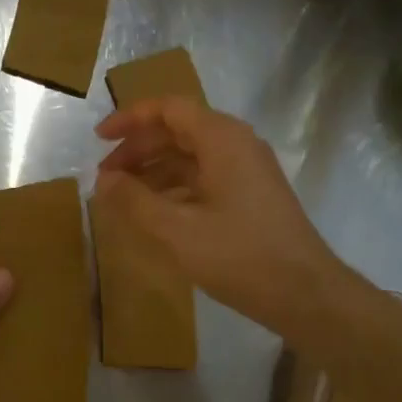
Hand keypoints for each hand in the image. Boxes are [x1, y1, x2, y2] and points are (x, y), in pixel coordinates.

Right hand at [94, 97, 343, 335]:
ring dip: (154, 172)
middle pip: (178, 131)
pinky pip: (204, 179)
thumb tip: (103, 181)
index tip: (98, 139)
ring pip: (191, 158)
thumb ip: (135, 201)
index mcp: (221, 139)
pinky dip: (175, 189)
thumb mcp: (177, 230)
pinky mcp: (251, 196)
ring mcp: (247, 171)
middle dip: (138, 150)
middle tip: (105, 177)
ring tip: (122, 197)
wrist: (303, 292)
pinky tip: (155, 213)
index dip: (129, 119)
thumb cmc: (239, 255)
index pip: (168, 109)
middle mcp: (236, 145)